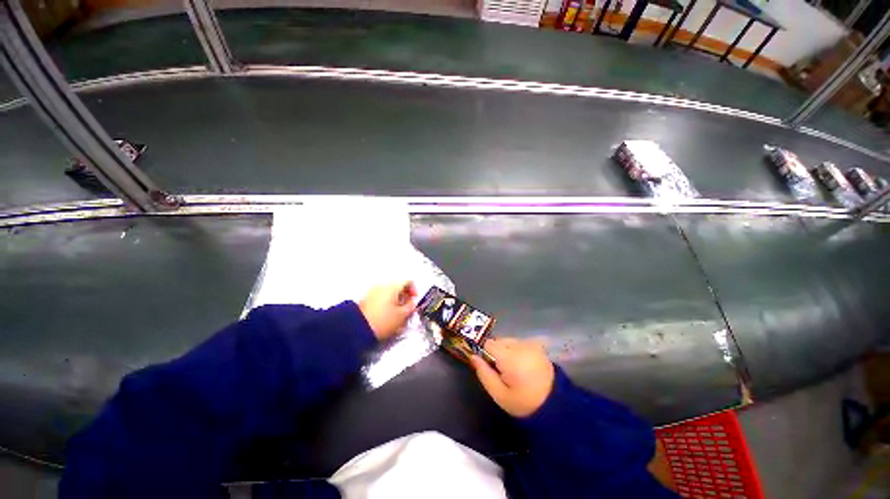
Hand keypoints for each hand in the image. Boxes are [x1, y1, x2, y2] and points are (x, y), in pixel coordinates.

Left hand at [358, 281, 416, 340]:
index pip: (408, 282)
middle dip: (405, 297)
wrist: (357, 329)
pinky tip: (387, 315)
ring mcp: (373, 292)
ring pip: (390, 293)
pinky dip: (387, 304)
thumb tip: (412, 304)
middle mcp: (382, 285)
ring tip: (398, 314)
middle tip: (408, 308)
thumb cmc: (381, 321)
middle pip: (398, 287)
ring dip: (396, 301)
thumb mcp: (402, 315)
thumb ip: (411, 307)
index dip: (414, 290)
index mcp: (392, 286)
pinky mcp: (366, 300)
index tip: (414, 299)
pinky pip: (381, 298)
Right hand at [470, 337, 555, 417]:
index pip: (488, 344)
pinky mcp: (538, 346)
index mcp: (509, 357)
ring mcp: (531, 344)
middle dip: (496, 353)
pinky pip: (519, 344)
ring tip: (514, 370)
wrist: (556, 407)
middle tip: (502, 372)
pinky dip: (517, 352)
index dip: (484, 354)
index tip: (489, 367)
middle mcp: (520, 345)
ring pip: (508, 341)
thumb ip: (484, 374)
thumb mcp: (499, 395)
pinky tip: (523, 366)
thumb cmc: (524, 403)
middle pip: (498, 341)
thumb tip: (473, 356)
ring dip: (506, 352)